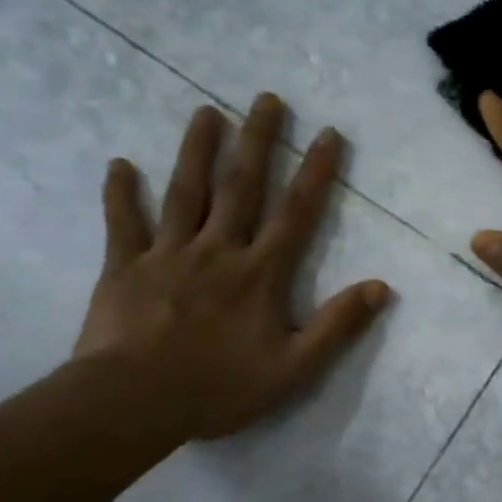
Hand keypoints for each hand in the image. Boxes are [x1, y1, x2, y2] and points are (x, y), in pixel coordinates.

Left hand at [74, 95, 390, 439]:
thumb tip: (381, 287)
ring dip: (197, 151)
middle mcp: (218, 251)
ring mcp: (168, 255)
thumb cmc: (219, 388)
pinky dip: (121, 194)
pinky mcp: (125, 268)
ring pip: (186, 193)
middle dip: (258, 141)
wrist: (133, 403)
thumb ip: (338, 325)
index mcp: (260, 273)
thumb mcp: (295, 368)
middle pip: (241, 187)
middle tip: (266, 98)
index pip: (296, 213)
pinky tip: (120, 165)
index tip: (328, 133)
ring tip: (206, 112)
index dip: (315, 172)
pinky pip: (124, 224)